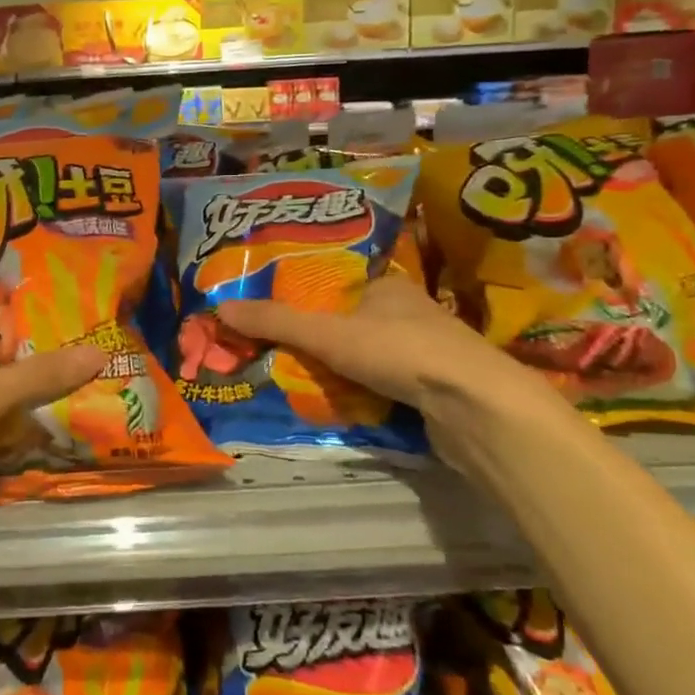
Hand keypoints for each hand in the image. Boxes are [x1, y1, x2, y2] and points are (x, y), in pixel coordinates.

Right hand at [217, 274, 562, 470]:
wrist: (475, 407)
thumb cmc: (399, 352)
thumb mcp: (327, 334)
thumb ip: (276, 322)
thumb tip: (219, 308)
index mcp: (387, 286)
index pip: (338, 288)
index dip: (308, 303)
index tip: (277, 322)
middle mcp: (410, 313)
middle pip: (352, 324)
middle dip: (322, 343)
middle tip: (282, 358)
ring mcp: (427, 353)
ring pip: (371, 358)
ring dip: (344, 372)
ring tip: (303, 385)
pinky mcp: (436, 389)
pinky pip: (388, 386)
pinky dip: (367, 395)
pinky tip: (345, 407)